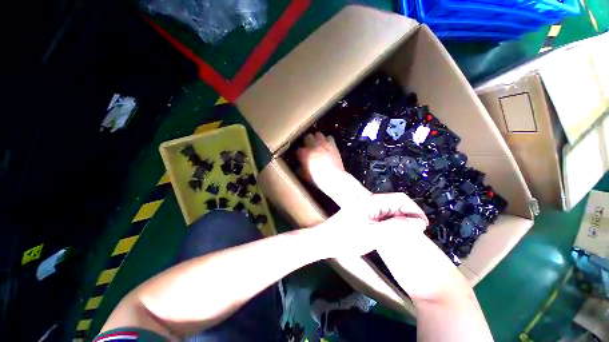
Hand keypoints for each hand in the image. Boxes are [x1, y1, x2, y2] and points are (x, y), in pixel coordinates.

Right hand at [296, 132, 344, 186]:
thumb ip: (302, 168)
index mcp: (303, 154)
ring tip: (319, 144)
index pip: (299, 150)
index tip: (302, 157)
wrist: (333, 177)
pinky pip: (329, 137)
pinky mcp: (332, 145)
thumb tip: (301, 166)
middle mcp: (312, 146)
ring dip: (318, 139)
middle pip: (308, 137)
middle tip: (310, 147)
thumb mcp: (305, 175)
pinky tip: (328, 146)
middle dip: (308, 141)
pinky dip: (328, 141)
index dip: (301, 153)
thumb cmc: (318, 179)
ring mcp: (323, 144)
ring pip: (318, 134)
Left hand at [318, 193, 428, 257]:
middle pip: (395, 204)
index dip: (414, 210)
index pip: (400, 199)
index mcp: (372, 201)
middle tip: (414, 235)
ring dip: (399, 221)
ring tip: (405, 237)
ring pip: (389, 211)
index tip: (422, 227)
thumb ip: (397, 228)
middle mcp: (369, 202)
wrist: (325, 240)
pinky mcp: (362, 216)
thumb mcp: (374, 235)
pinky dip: (390, 224)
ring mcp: (365, 208)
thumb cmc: (346, 238)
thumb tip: (419, 223)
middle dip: (408, 216)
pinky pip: (381, 217)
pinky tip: (390, 235)